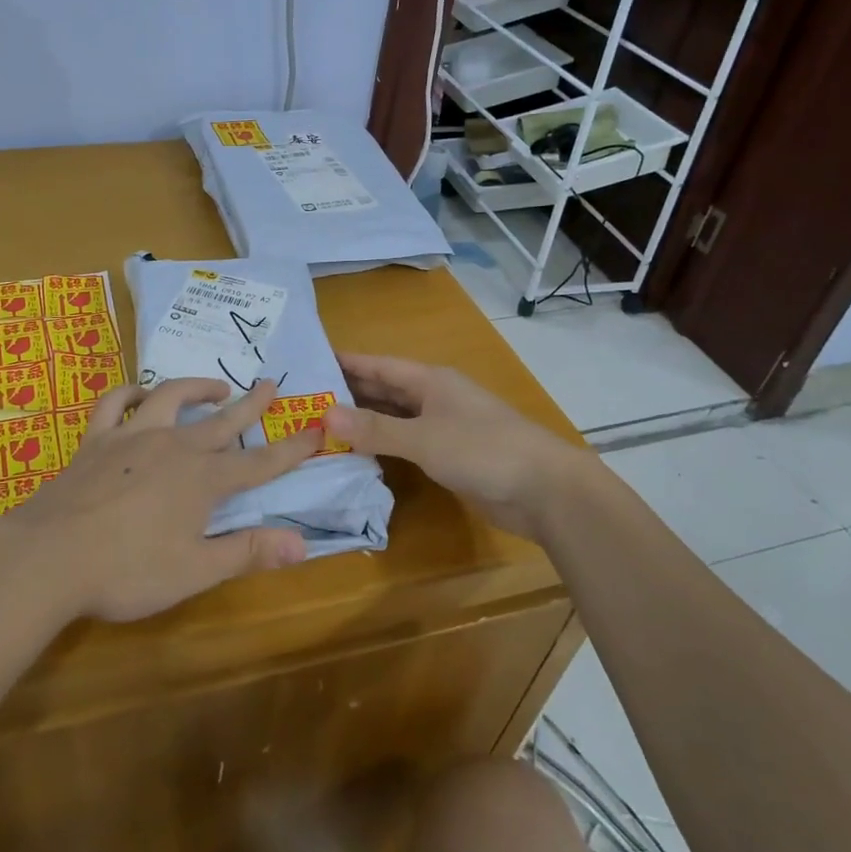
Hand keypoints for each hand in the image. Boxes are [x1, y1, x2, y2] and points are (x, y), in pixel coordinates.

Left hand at [15, 377, 319, 621]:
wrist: (50, 557)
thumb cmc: (127, 571)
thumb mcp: (195, 571)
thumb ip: (247, 552)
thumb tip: (302, 543)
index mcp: (203, 480)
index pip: (260, 462)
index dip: (291, 448)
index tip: (316, 430)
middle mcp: (173, 446)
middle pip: (222, 420)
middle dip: (251, 404)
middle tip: (270, 385)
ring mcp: (132, 436)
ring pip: (171, 397)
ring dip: (197, 387)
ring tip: (215, 386)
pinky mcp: (96, 439)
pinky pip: (115, 403)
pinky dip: (131, 392)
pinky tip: (140, 394)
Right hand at [325, 352, 581, 540]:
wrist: (545, 490)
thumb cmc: (483, 451)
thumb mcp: (424, 438)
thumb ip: (375, 429)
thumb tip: (324, 415)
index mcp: (430, 381)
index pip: (378, 365)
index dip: (346, 362)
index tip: (309, 360)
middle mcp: (434, 398)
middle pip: (384, 389)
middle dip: (348, 392)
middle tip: (304, 398)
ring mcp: (444, 427)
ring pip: (394, 417)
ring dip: (363, 421)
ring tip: (320, 425)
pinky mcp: (450, 456)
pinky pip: (406, 443)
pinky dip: (382, 445)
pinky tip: (358, 454)